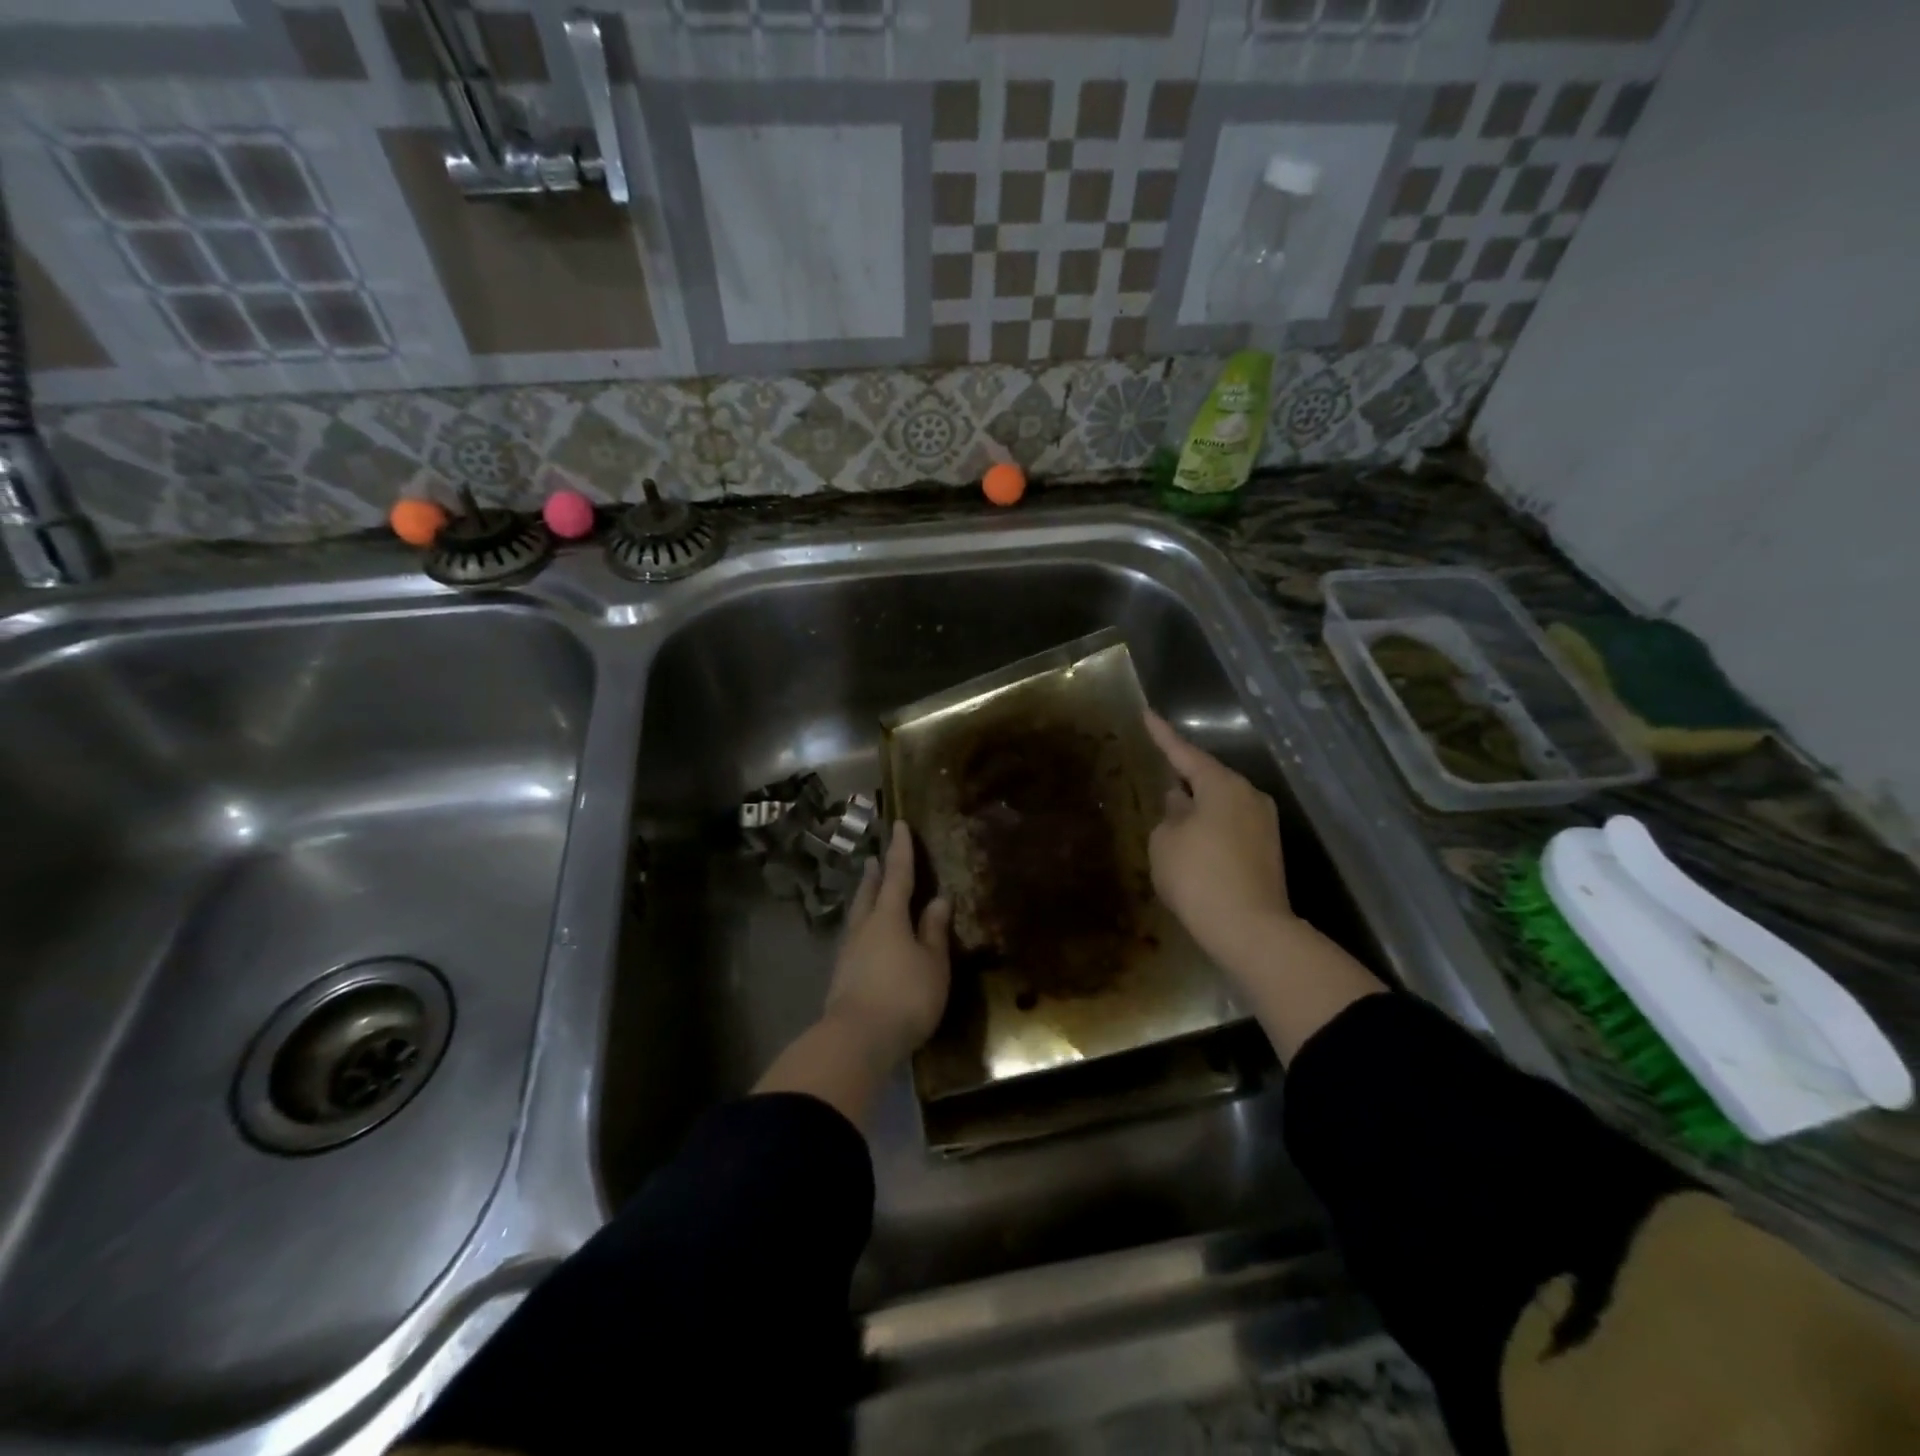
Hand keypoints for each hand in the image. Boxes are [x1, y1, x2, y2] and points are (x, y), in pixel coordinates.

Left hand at [824, 822, 951, 1068]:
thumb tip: (938, 899)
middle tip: (874, 857)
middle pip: (869, 892)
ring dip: (864, 897)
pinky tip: (865, 936)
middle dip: (875, 873)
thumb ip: (934, 931)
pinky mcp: (841, 975)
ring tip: (867, 888)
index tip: (898, 824)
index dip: (900, 850)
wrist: (857, 1039)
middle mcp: (864, 927)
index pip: (897, 875)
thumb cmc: (905, 996)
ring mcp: (848, 951)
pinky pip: (854, 937)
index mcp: (889, 917)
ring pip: (857, 914)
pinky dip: (862, 925)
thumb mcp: (932, 964)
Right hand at [1144, 711, 1296, 971]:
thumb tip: (1180, 802)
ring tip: (1173, 814)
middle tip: (1161, 773)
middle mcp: (1250, 796)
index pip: (1185, 752)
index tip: (1147, 713)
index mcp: (1222, 785)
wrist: (1250, 930)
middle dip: (1184, 778)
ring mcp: (1265, 825)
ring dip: (1198, 807)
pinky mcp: (1269, 852)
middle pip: (1209, 778)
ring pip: (1222, 804)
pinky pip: (1231, 827)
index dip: (1163, 735)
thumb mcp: (1165, 842)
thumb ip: (1170, 815)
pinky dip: (1211, 829)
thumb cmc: (1198, 876)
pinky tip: (1194, 844)